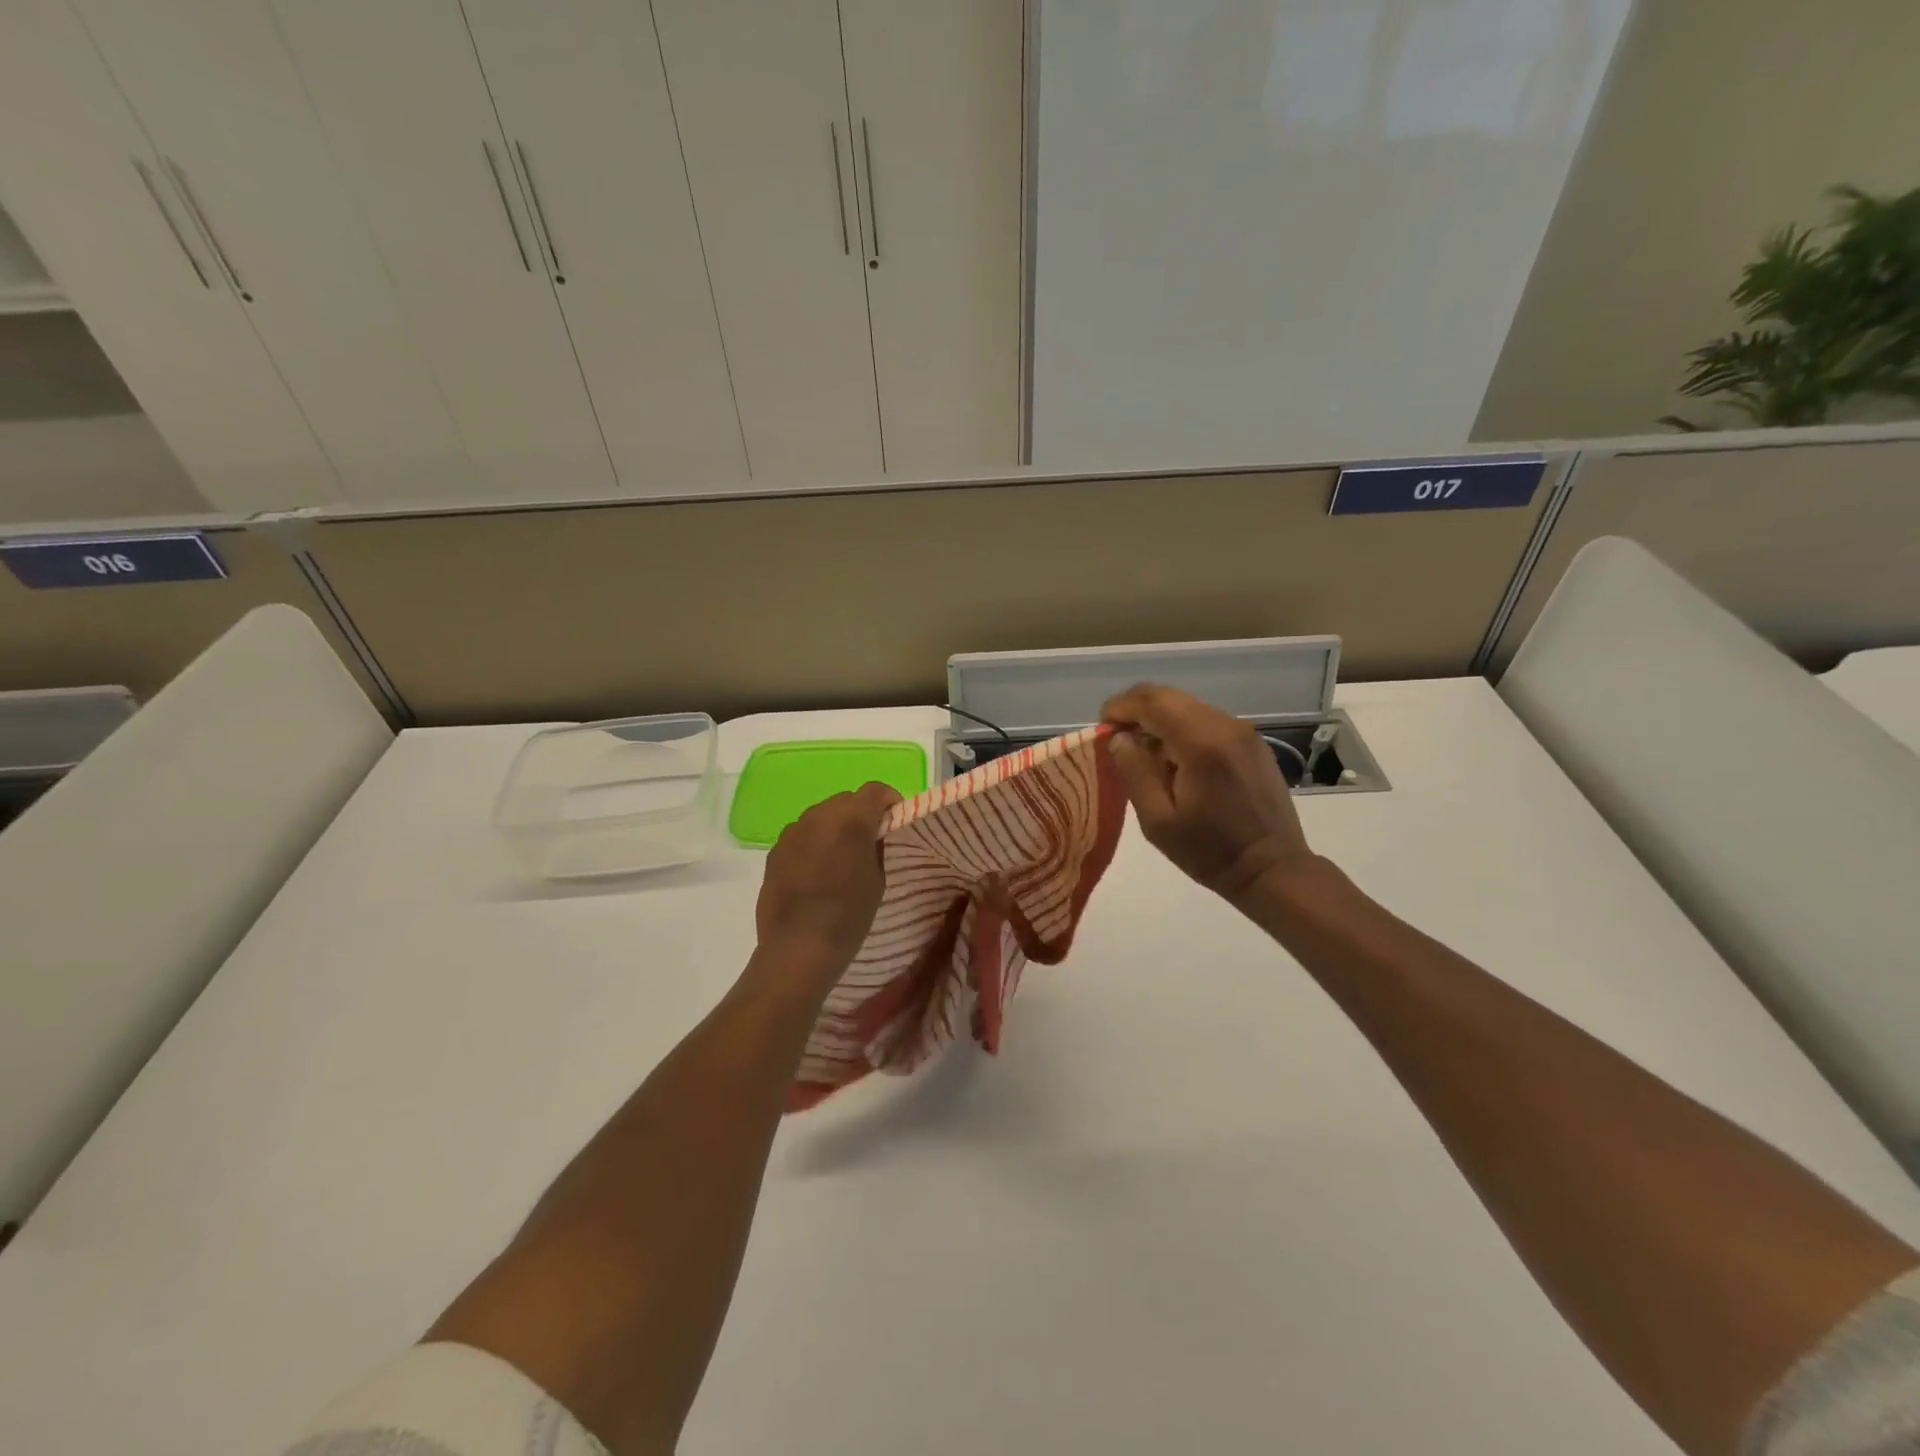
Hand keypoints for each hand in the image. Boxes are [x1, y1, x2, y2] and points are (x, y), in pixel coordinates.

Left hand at [753, 783, 900, 981]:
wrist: (798, 947)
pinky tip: (816, 870)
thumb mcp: (878, 881)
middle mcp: (819, 816)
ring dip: (835, 826)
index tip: (894, 819)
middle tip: (869, 840)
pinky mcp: (775, 850)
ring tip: (840, 856)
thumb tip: (873, 834)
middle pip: (846, 799)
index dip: (889, 799)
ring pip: (821, 814)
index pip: (875, 790)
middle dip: (861, 813)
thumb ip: (876, 847)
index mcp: (852, 821)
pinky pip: (801, 834)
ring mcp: (793, 831)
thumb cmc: (848, 916)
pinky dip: (813, 842)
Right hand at [1101, 684, 1313, 904]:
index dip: (1120, 706)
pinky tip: (1174, 760)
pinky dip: (1182, 728)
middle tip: (1117, 736)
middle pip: (1170, 696)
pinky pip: (1207, 721)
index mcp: (1200, 743)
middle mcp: (1225, 726)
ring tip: (1143, 752)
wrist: (1272, 868)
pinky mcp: (1252, 743)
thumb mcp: (1158, 820)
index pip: (1152, 701)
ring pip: (1188, 706)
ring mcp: (1243, 732)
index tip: (1102, 726)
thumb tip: (1120, 738)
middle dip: (1137, 709)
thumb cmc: (1209, 851)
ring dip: (1159, 719)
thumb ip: (1135, 772)